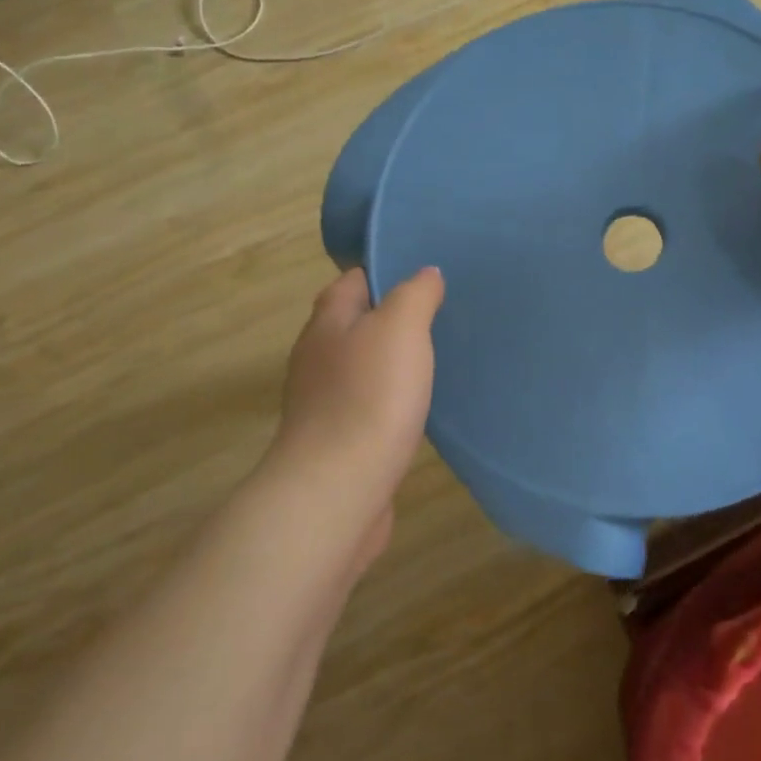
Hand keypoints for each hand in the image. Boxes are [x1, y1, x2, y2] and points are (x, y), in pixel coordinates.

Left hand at [272, 266, 443, 519]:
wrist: (338, 489)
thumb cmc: (370, 396)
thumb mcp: (400, 327)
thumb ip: (415, 294)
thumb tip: (426, 274)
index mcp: (328, 323)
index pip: (354, 280)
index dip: (388, 271)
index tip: (428, 276)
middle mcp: (318, 357)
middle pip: (357, 323)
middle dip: (394, 318)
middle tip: (442, 315)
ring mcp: (324, 402)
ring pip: (364, 366)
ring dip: (394, 361)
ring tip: (437, 358)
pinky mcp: (338, 440)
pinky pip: (369, 405)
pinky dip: (392, 399)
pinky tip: (420, 407)